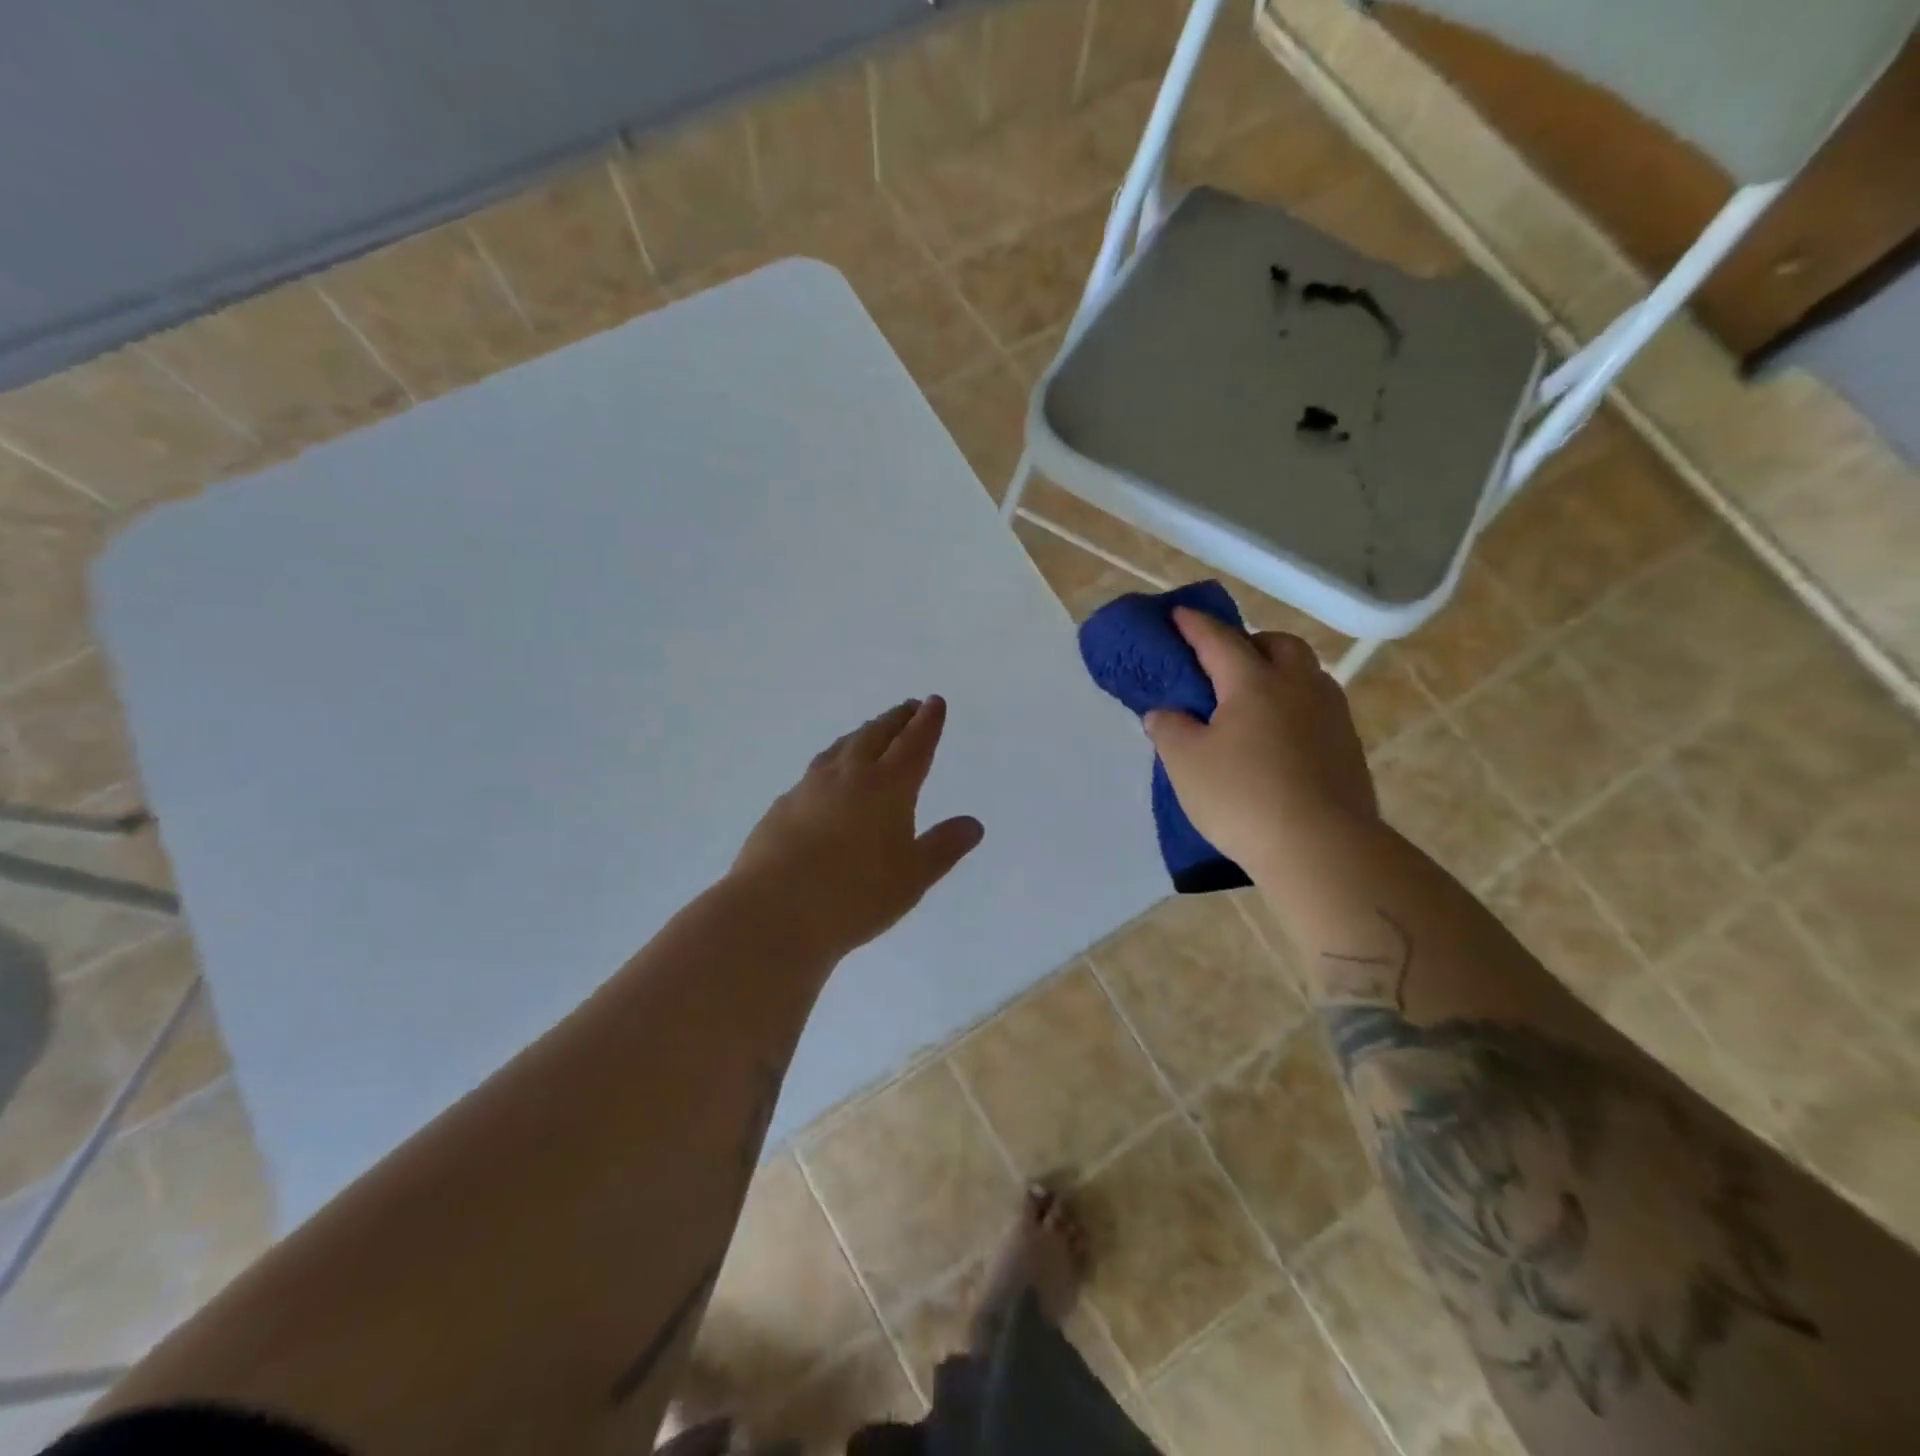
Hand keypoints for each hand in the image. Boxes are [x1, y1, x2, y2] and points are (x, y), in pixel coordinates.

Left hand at [732, 696, 983, 958]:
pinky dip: (835, 759)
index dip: (927, 722)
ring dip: (863, 733)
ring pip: (843, 746)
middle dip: (897, 719)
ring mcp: (811, 787)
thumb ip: (943, 847)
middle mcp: (849, 775)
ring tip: (872, 731)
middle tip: (909, 708)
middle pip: (876, 734)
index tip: (934, 702)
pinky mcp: (784, 804)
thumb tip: (973, 824)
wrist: (773, 912)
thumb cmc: (855, 896)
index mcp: (887, 787)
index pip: (913, 743)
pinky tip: (830, 775)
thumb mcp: (912, 878)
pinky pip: (817, 768)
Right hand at [1145, 609, 1376, 872]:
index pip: (1219, 640)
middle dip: (1249, 643)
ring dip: (1278, 672)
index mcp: (1254, 681)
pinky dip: (1294, 705)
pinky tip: (1279, 736)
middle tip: (1224, 664)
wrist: (1321, 847)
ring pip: (1305, 673)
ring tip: (1253, 700)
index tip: (1178, 614)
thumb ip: (1169, 729)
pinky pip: (1318, 706)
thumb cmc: (1242, 797)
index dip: (1195, 626)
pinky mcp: (1348, 745)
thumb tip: (1164, 713)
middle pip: (1277, 644)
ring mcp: (1331, 714)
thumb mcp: (1185, 763)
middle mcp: (1298, 685)